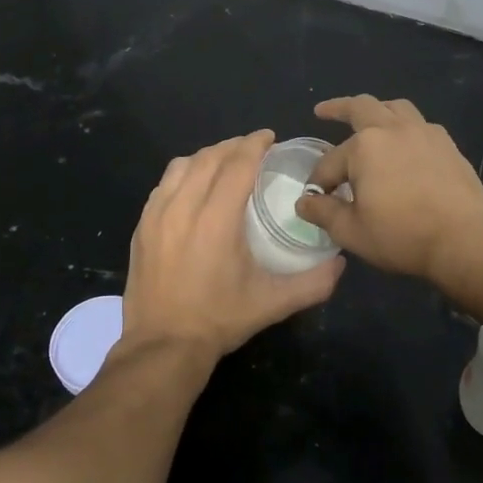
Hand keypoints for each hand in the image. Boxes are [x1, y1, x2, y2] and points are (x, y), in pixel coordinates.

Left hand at [121, 130, 344, 366]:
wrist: (162, 346)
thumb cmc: (219, 321)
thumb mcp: (272, 304)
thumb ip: (313, 283)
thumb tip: (341, 263)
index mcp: (216, 221)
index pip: (236, 164)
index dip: (254, 144)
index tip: (269, 136)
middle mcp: (183, 208)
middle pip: (209, 158)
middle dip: (233, 145)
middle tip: (253, 148)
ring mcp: (156, 215)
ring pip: (181, 166)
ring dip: (206, 156)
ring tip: (224, 161)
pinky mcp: (141, 226)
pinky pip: (163, 184)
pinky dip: (183, 174)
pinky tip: (193, 186)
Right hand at [296, 96, 482, 286]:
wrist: (465, 242)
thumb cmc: (402, 236)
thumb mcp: (351, 231)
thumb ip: (323, 212)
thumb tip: (304, 202)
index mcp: (364, 147)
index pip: (330, 162)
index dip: (319, 182)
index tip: (316, 200)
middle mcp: (393, 129)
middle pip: (361, 107)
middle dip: (338, 108)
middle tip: (323, 111)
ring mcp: (425, 133)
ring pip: (395, 108)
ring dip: (377, 110)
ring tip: (369, 120)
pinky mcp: (448, 146)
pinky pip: (421, 125)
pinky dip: (405, 128)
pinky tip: (405, 145)